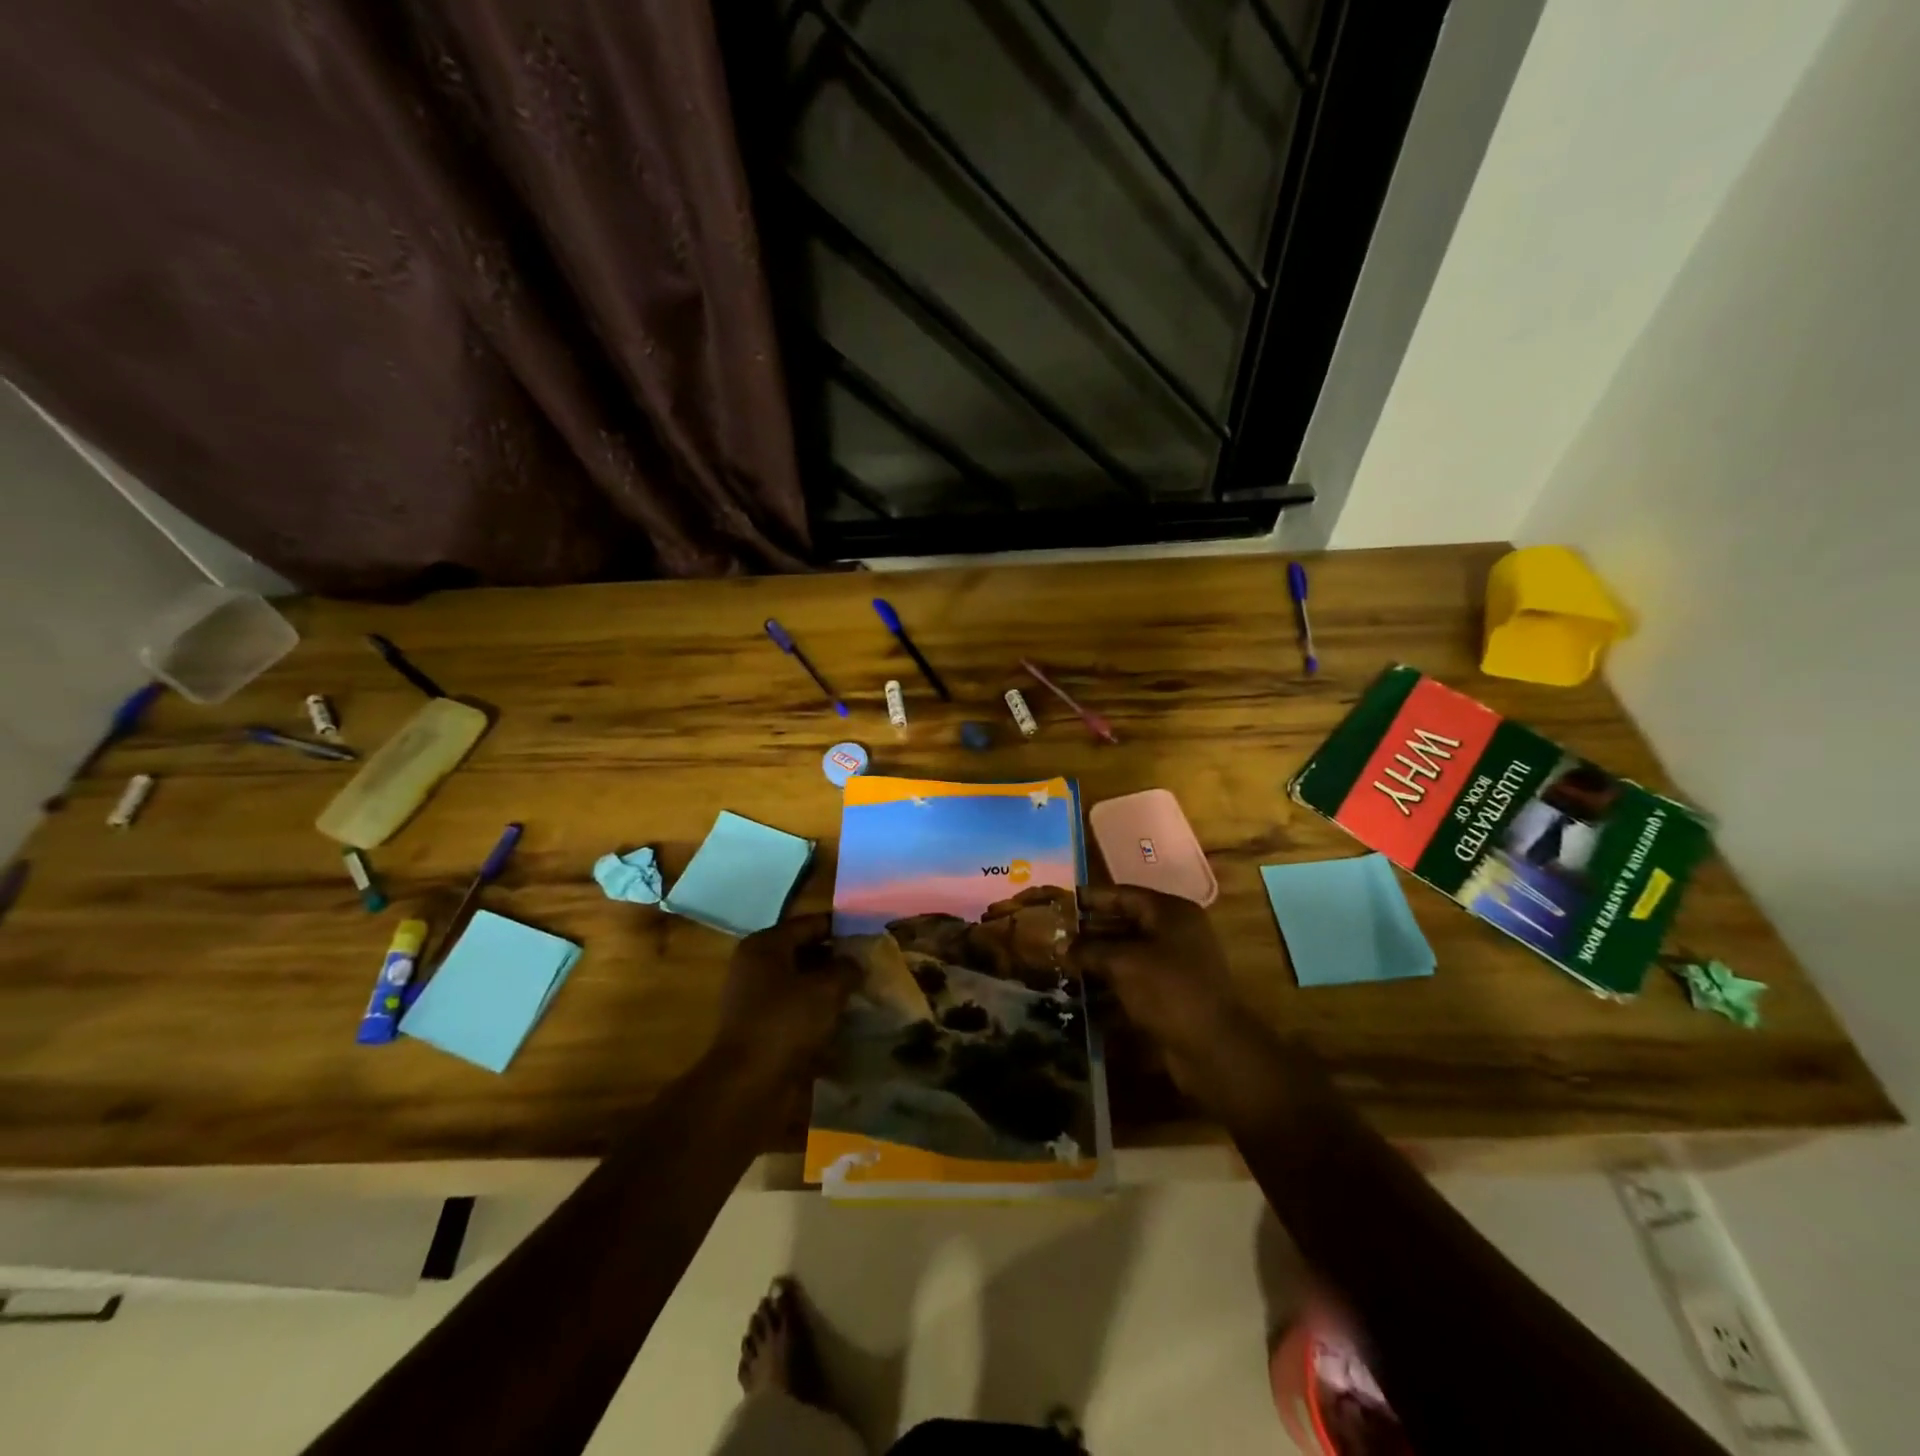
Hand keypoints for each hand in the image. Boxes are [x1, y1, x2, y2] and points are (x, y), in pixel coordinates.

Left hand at [714, 912, 858, 1084]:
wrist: (749, 1086)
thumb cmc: (786, 1022)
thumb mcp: (826, 988)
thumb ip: (847, 968)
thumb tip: (857, 963)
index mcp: (765, 946)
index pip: (810, 924)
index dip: (841, 927)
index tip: (871, 934)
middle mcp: (756, 968)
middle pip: (805, 953)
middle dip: (838, 960)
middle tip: (872, 965)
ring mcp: (757, 1001)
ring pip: (803, 985)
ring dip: (831, 989)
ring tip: (865, 993)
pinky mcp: (764, 1031)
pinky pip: (798, 1013)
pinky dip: (820, 1015)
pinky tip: (847, 1022)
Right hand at [1069, 885, 1246, 1095]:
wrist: (1213, 1048)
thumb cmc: (1168, 990)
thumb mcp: (1123, 963)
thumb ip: (1089, 950)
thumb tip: (1061, 946)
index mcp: (1170, 912)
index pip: (1123, 894)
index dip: (1091, 898)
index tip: (1061, 901)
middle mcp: (1175, 932)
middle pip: (1125, 922)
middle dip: (1091, 931)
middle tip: (1057, 935)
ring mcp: (1176, 964)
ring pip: (1128, 953)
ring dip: (1098, 958)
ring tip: (1063, 963)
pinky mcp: (1172, 993)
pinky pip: (1135, 979)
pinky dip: (1112, 982)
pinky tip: (1084, 991)